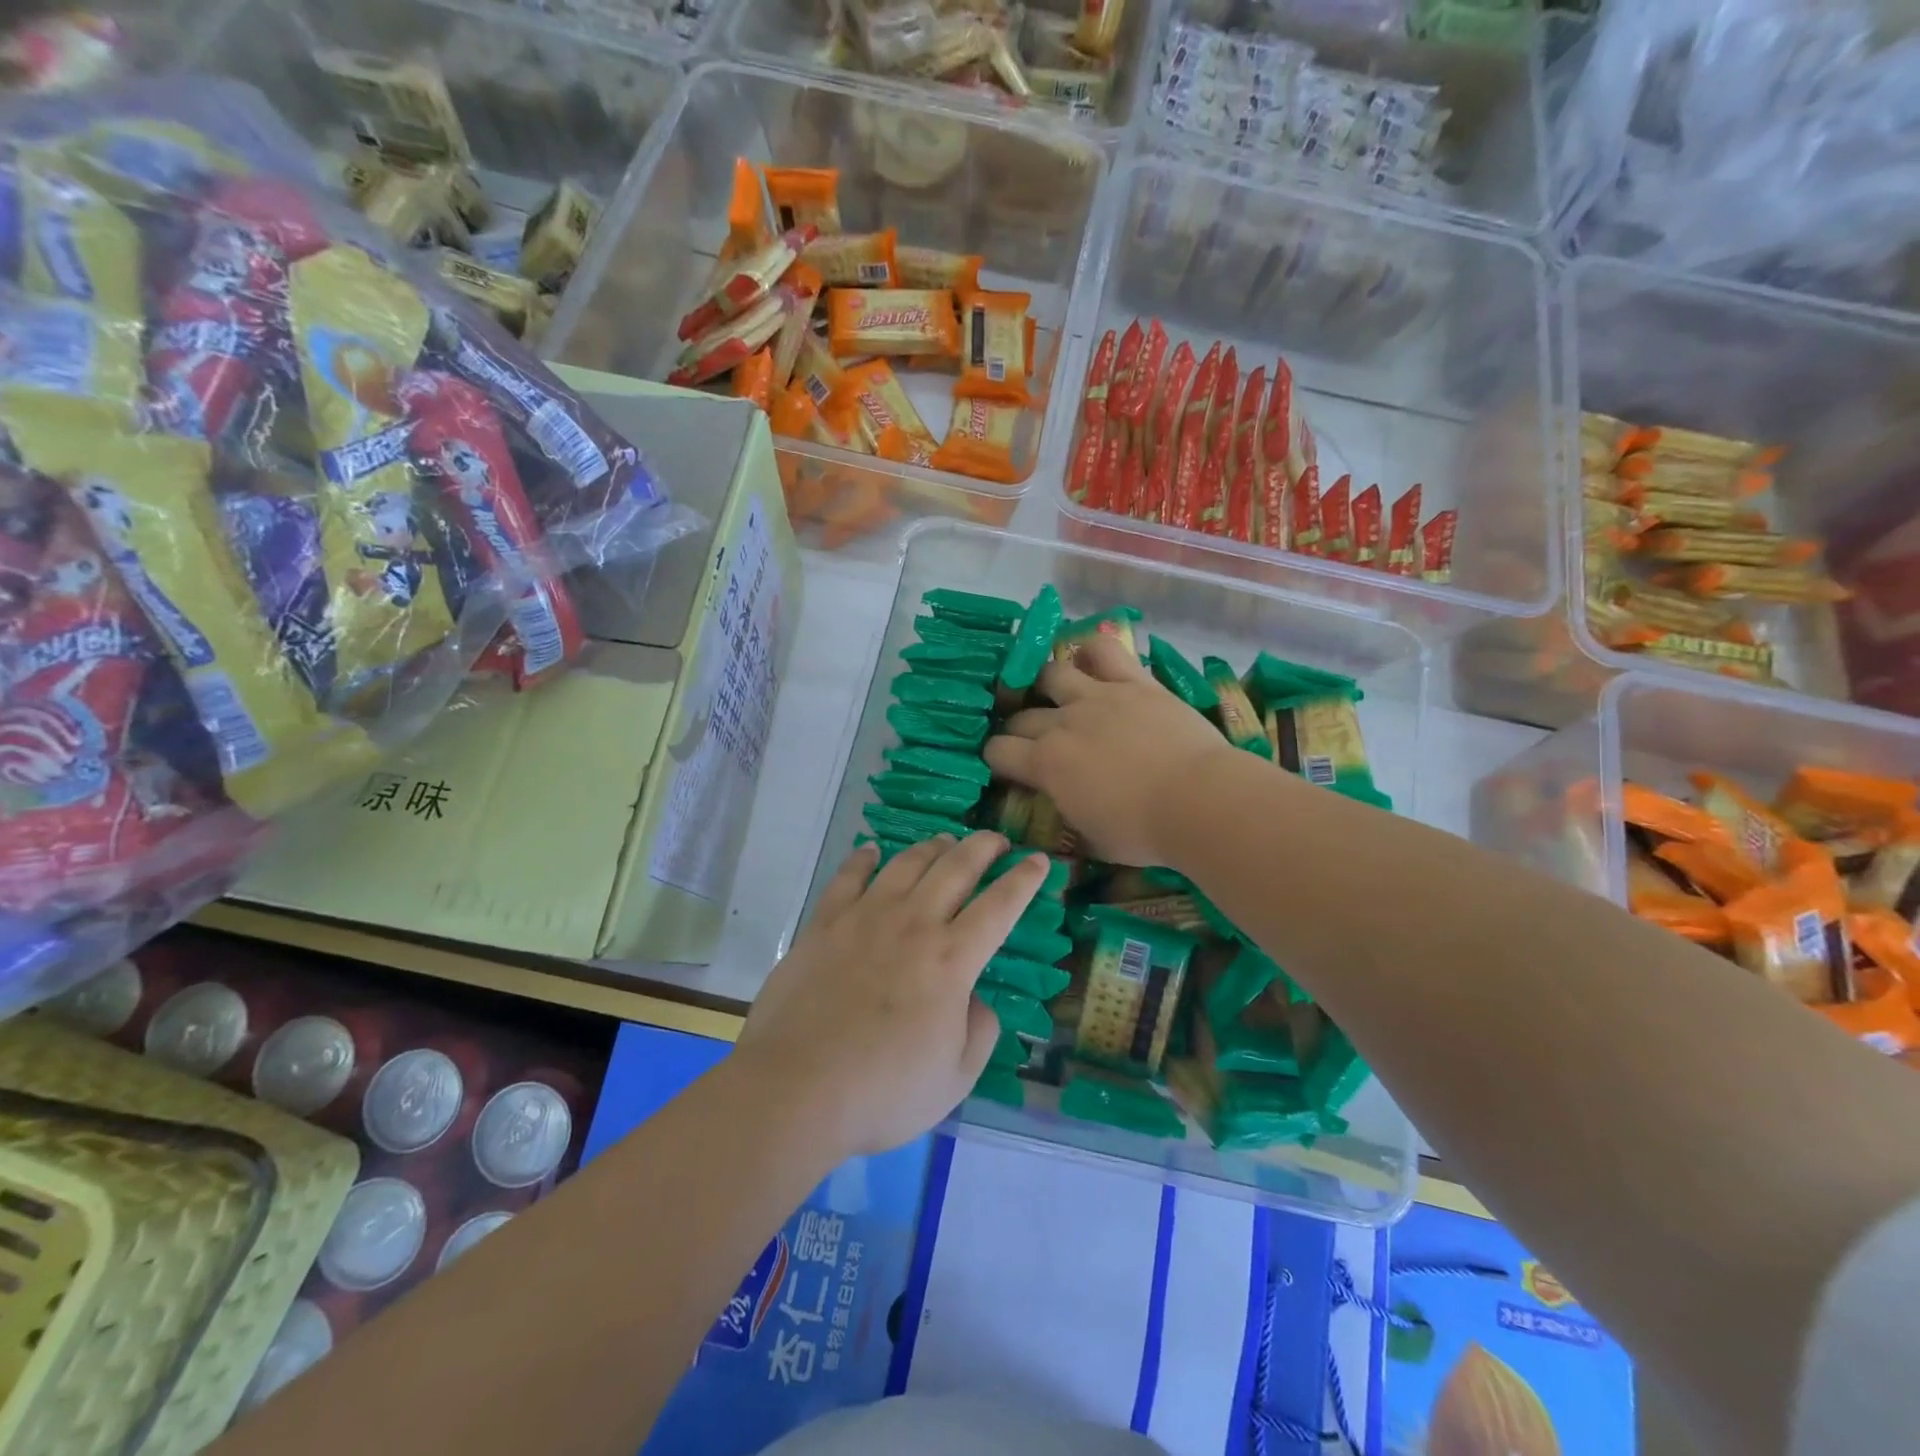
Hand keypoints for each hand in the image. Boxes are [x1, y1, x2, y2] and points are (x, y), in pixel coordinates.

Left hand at [736, 832, 1049, 1158]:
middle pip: (957, 867)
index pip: (1001, 906)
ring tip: (945, 841)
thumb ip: (980, 1030)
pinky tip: (871, 851)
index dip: (1025, 880)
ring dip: (933, 846)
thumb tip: (974, 998)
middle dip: (984, 847)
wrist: (796, 1088)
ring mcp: (866, 917)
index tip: (1040, 860)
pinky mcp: (825, 922)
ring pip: (907, 862)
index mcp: (952, 960)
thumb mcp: (956, 1078)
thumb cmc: (884, 1092)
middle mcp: (914, 923)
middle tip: (997, 840)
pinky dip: (863, 858)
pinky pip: (848, 875)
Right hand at [983, 634, 1238, 865]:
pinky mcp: (1134, 682)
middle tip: (1032, 741)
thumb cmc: (1143, 832)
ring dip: (1046, 685)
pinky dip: (1092, 652)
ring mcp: (1098, 696)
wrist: (1199, 801)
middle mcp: (1062, 722)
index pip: (998, 752)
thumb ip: (1065, 818)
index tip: (1007, 768)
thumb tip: (1056, 813)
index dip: (997, 760)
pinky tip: (1091, 660)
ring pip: (1052, 673)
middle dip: (1018, 729)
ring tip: (1056, 694)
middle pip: (1021, 716)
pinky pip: (1104, 651)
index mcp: (1046, 764)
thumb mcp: (1091, 840)